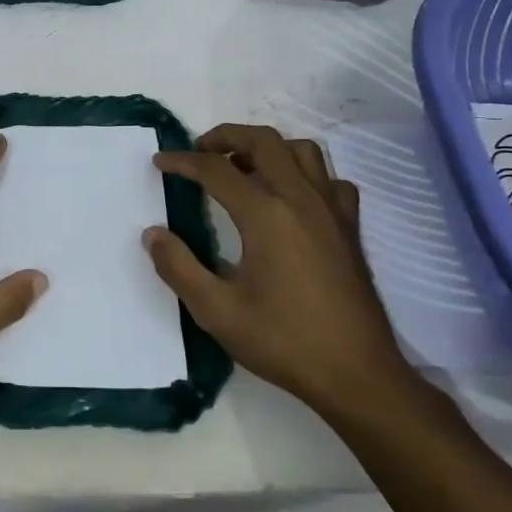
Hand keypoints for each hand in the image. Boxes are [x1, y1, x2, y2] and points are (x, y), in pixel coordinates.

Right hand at [145, 124, 415, 423]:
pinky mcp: (350, 227)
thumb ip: (178, 267)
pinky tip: (291, 198)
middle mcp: (300, 198)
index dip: (182, 161)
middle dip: (225, 136)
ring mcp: (331, 210)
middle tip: (200, 153)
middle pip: (263, 140)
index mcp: (265, 214)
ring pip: (301, 150)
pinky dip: (305, 174)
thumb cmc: (284, 341)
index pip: (216, 169)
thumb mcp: (217, 311)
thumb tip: (153, 234)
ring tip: (243, 168)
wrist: (358, 375)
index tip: (160, 162)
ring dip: (267, 148)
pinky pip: (329, 179)